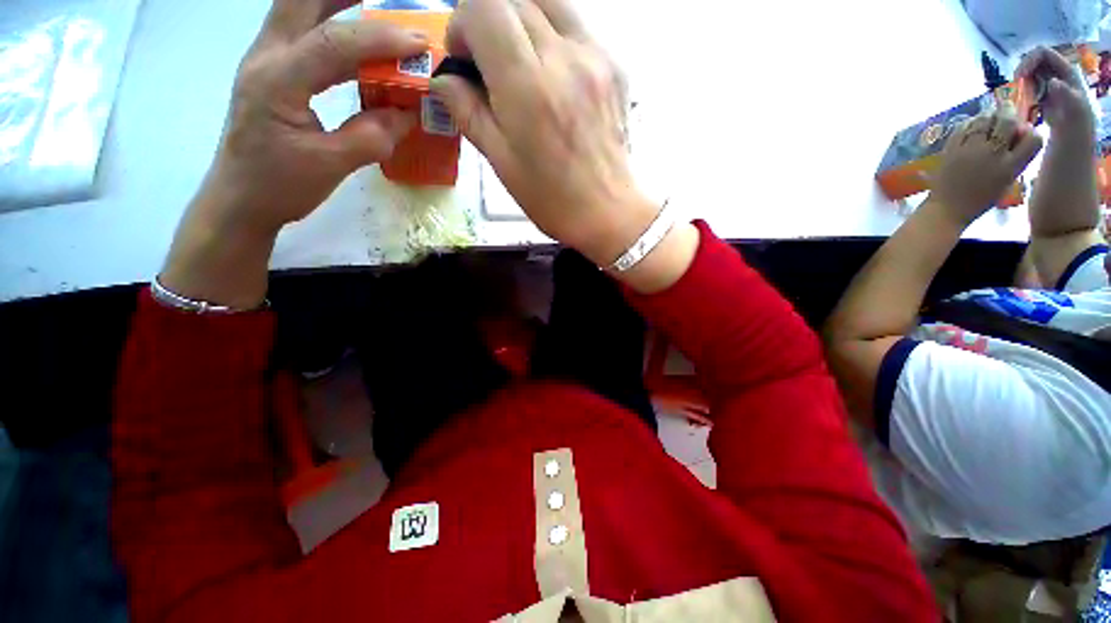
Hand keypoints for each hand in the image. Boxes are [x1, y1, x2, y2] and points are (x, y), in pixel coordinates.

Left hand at [198, 2, 426, 233]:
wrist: (240, 198)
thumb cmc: (280, 186)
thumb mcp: (331, 166)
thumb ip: (372, 138)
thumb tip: (409, 115)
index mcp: (277, 81)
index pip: (332, 42)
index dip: (380, 39)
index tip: (419, 43)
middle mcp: (265, 56)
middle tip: (387, 1)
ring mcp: (265, 60)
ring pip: (299, 9)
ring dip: (338, 2)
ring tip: (377, 7)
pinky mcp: (273, 71)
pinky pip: (304, 33)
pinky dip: (333, 26)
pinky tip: (357, 38)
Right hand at [431, 0, 654, 265]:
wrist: (607, 211)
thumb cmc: (552, 198)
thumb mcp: (501, 162)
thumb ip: (468, 112)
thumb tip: (444, 81)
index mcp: (528, 87)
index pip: (484, 6)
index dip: (463, 25)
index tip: (466, 61)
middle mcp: (564, 58)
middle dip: (489, 23)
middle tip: (489, 65)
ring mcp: (595, 57)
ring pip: (548, 3)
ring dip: (521, 20)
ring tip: (519, 61)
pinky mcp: (614, 65)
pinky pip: (575, 27)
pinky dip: (552, 37)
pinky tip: (552, 74)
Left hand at [929, 108, 1042, 224]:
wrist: (948, 208)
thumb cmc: (980, 198)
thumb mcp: (1007, 180)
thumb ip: (1016, 157)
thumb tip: (1021, 131)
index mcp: (1011, 167)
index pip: (1033, 138)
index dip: (1030, 131)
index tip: (1023, 130)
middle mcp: (993, 154)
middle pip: (1008, 122)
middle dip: (1009, 114)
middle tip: (1006, 114)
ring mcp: (971, 150)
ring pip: (985, 119)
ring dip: (989, 116)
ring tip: (989, 120)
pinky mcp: (951, 149)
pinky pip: (963, 126)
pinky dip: (970, 122)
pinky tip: (972, 126)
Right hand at [1016, 46, 1095, 140]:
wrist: (1072, 148)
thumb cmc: (1075, 131)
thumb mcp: (1075, 113)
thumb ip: (1067, 96)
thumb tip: (1052, 81)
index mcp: (1068, 73)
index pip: (1044, 54)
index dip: (1029, 60)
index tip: (1018, 77)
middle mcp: (1059, 75)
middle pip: (1036, 62)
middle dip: (1023, 73)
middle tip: (1015, 89)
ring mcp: (1050, 87)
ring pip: (1031, 75)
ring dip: (1021, 84)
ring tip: (1018, 98)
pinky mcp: (1043, 99)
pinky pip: (1029, 88)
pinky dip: (1021, 93)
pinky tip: (1020, 104)